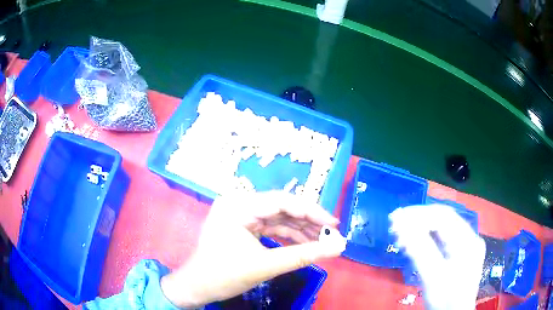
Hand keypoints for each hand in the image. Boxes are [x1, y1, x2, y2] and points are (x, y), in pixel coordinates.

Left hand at [161, 191, 344, 307]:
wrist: (197, 287)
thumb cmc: (224, 275)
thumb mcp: (266, 265)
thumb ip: (304, 255)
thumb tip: (338, 247)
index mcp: (238, 205)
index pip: (282, 201)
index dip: (311, 211)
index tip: (334, 223)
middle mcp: (239, 204)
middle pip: (281, 208)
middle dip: (308, 221)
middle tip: (331, 233)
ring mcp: (240, 215)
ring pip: (278, 218)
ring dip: (300, 230)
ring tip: (322, 241)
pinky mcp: (242, 226)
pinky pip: (270, 227)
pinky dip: (288, 236)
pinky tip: (304, 243)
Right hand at [389, 204, 484, 309]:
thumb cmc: (446, 299)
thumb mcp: (433, 277)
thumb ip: (420, 250)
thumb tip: (401, 226)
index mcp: (467, 241)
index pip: (443, 217)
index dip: (419, 215)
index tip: (396, 219)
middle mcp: (468, 238)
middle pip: (443, 220)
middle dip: (418, 220)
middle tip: (394, 225)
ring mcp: (464, 246)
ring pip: (441, 229)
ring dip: (420, 229)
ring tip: (399, 234)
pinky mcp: (458, 254)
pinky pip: (441, 240)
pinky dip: (425, 239)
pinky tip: (412, 243)